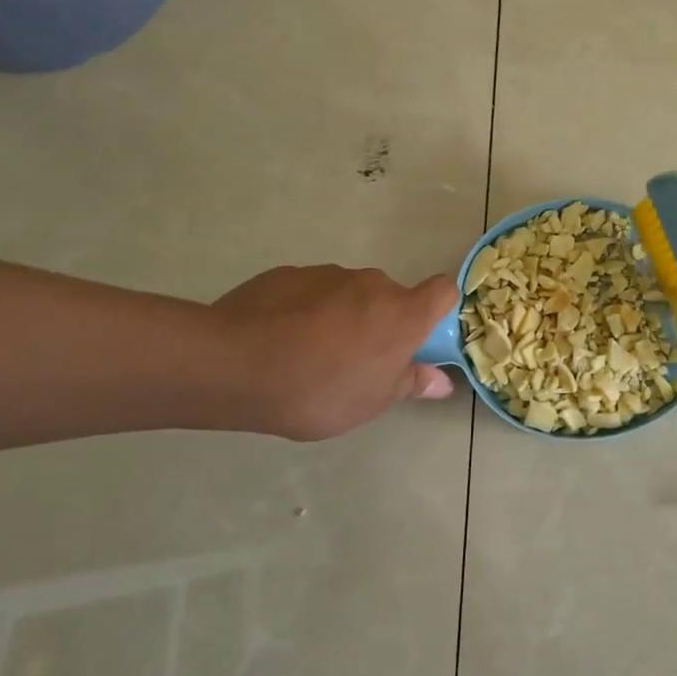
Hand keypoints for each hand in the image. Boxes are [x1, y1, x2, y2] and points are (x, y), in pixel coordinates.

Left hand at [212, 265, 457, 439]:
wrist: (234, 365)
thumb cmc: (319, 390)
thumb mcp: (371, 402)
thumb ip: (410, 383)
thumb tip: (442, 381)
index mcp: (403, 314)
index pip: (443, 291)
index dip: (438, 309)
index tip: (420, 336)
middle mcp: (372, 284)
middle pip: (391, 296)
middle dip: (381, 321)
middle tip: (358, 359)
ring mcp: (328, 274)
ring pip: (350, 293)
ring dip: (344, 315)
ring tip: (311, 353)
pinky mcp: (288, 274)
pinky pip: (311, 292)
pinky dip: (306, 310)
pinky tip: (281, 340)